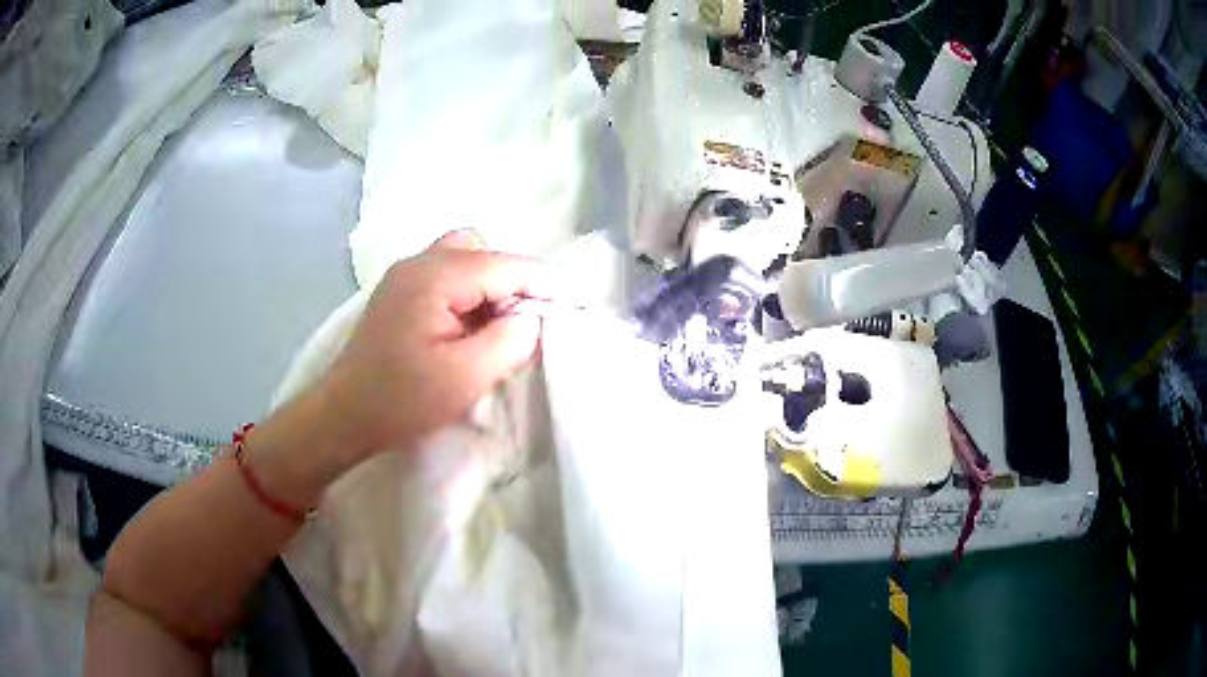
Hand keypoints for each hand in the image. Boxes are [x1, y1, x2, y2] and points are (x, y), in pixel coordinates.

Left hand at [320, 230, 548, 458]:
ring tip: (495, 328)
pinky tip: (467, 330)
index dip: (544, 283)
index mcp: (435, 276)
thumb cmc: (401, 401)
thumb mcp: (464, 377)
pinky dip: (468, 294)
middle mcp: (419, 262)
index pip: (505, 264)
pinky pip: (447, 275)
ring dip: (489, 286)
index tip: (572, 306)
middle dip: (512, 280)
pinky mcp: (400, 292)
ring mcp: (405, 274)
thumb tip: (530, 316)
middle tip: (521, 323)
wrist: (343, 416)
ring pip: (465, 258)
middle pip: (483, 249)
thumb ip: (509, 340)